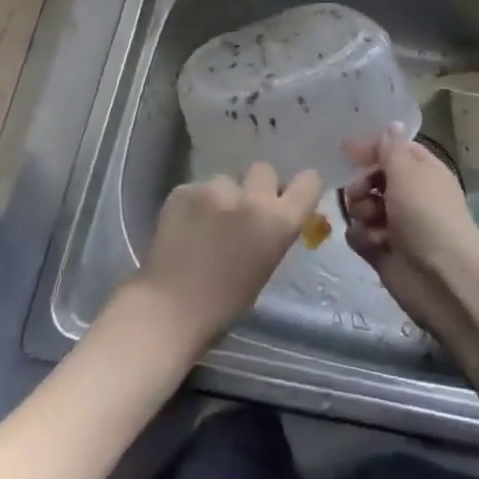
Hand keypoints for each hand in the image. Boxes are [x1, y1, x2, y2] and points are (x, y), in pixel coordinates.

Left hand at [132, 163, 324, 348]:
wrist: (170, 308)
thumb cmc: (225, 303)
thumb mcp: (265, 266)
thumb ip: (273, 231)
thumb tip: (273, 214)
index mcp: (278, 222)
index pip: (308, 182)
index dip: (300, 187)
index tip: (288, 196)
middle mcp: (251, 198)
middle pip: (264, 170)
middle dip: (256, 186)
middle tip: (242, 210)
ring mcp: (214, 189)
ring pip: (226, 180)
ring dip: (221, 196)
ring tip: (205, 224)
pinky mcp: (184, 189)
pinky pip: (197, 189)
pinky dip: (194, 204)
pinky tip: (184, 228)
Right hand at [342, 123, 478, 336]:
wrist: (443, 279)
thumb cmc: (426, 215)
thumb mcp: (407, 172)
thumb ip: (391, 148)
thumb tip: (392, 124)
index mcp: (422, 172)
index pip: (393, 150)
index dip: (371, 148)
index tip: (345, 150)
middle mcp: (410, 196)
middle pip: (373, 179)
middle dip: (361, 184)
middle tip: (360, 192)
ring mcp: (396, 226)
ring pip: (362, 208)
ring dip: (360, 212)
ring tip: (371, 222)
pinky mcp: (383, 252)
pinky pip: (360, 236)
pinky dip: (362, 238)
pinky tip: (371, 244)